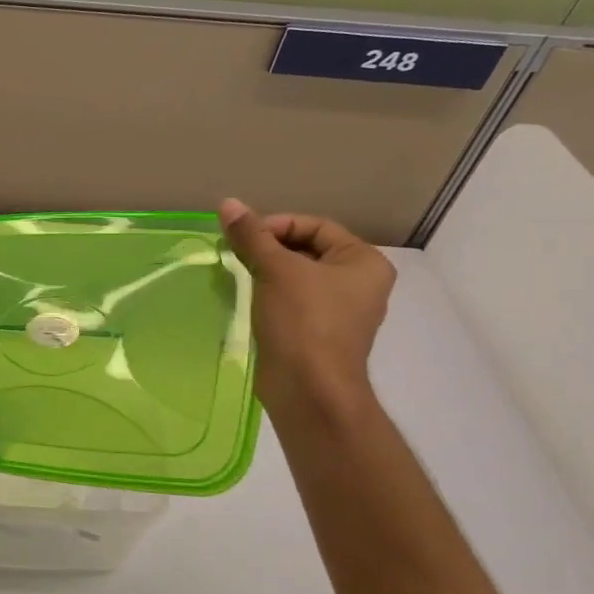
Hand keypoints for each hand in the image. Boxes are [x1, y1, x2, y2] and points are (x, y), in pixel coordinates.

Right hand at [219, 199, 395, 419]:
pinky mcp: (318, 334)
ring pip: (297, 277)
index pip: (316, 226)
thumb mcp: (275, 269)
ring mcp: (340, 312)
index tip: (244, 237)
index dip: (277, 225)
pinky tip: (247, 299)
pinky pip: (292, 302)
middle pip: (306, 250)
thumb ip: (251, 235)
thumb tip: (228, 203)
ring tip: (238, 274)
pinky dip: (270, 295)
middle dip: (269, 248)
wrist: (309, 390)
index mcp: (364, 262)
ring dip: (266, 272)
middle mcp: (360, 284)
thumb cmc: (303, 321)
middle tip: (237, 254)